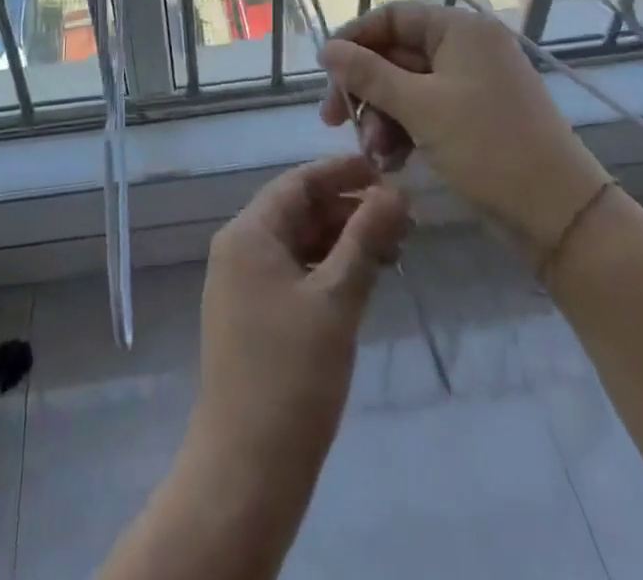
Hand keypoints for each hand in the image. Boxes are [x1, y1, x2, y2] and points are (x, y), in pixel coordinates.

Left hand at [191, 155, 408, 476]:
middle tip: (403, 218)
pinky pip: (294, 273)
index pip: (298, 183)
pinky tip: (365, 279)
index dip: (342, 173)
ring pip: (299, 244)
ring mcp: (243, 284)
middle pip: (299, 211)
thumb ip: (365, 240)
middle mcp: (239, 248)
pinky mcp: (254, 316)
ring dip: (343, 241)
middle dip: (349, 210)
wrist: (246, 468)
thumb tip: (395, 192)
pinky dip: (328, 270)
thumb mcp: (335, 300)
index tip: (387, 173)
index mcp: (247, 233)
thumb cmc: (291, 375)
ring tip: (395, 249)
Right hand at [319, 2, 608, 249]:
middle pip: (396, 54)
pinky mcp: (476, 117)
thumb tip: (327, 49)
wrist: (561, 216)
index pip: (392, 17)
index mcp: (460, 29)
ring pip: (407, 87)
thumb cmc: (488, 148)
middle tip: (333, 121)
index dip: (355, 40)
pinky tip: (392, 162)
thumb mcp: (420, 108)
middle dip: (366, 90)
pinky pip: (427, 111)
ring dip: (382, 117)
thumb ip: (368, 75)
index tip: (324, 72)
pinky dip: (405, 131)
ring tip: (373, 154)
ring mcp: (473, 83)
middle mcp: (467, 48)